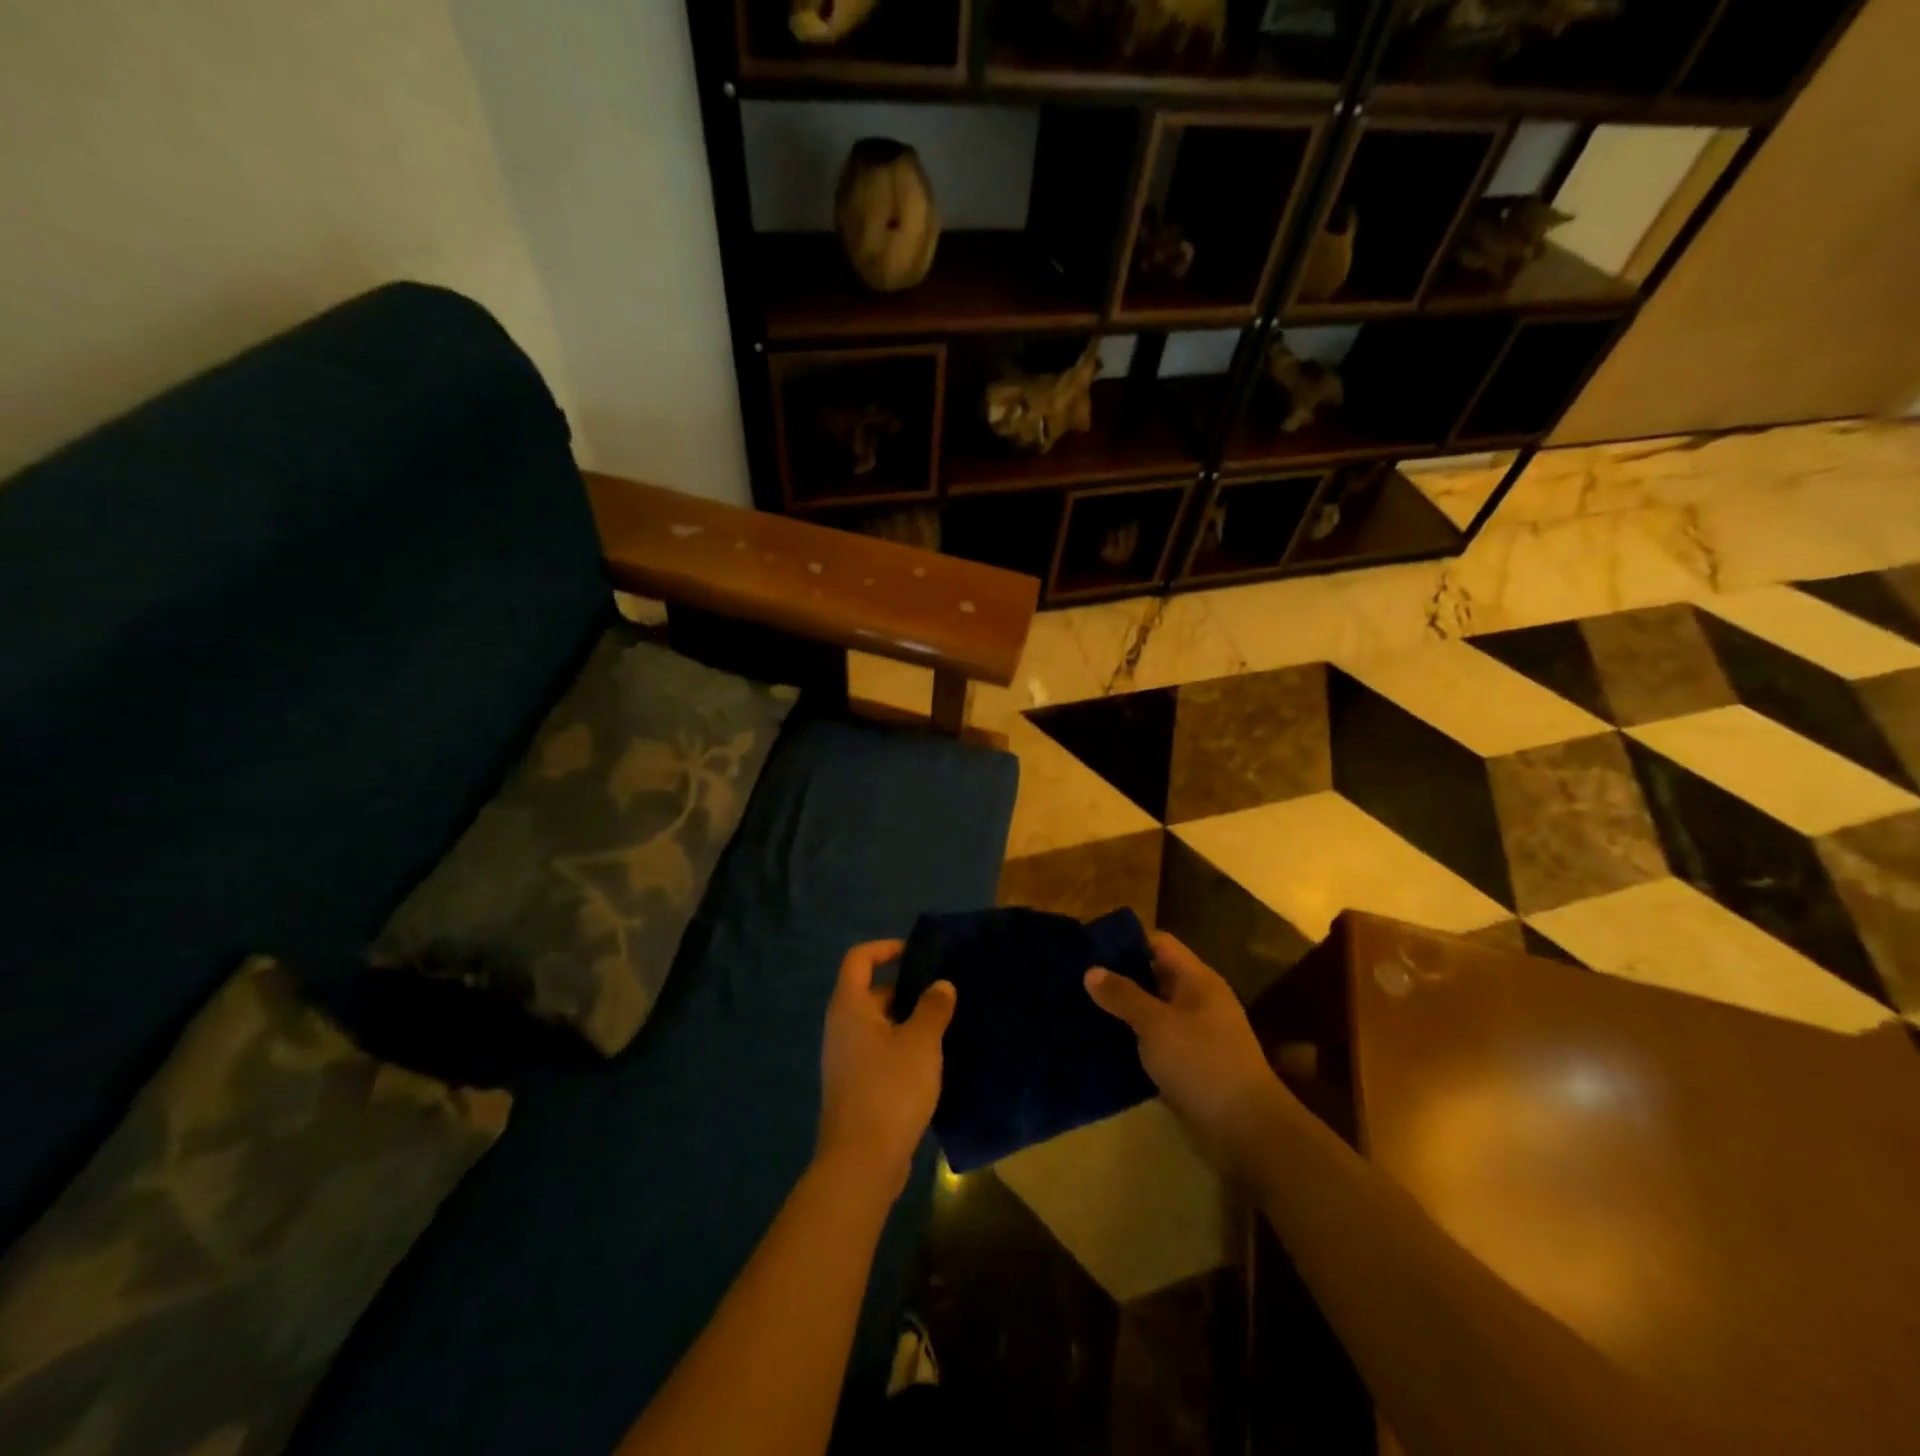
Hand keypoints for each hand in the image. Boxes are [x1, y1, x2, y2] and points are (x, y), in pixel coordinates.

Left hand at [815, 941, 955, 1203]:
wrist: (861, 1164)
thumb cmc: (890, 1090)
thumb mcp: (921, 1043)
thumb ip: (933, 1008)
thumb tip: (941, 985)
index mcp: (850, 1008)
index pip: (859, 959)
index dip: (886, 948)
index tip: (918, 954)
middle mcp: (842, 1028)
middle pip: (872, 992)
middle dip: (908, 990)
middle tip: (945, 994)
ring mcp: (847, 1059)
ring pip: (880, 1026)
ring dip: (910, 1022)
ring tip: (947, 1025)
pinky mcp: (857, 1086)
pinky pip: (881, 1052)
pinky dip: (904, 1049)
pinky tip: (933, 1062)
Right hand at [1085, 931, 1291, 1179]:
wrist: (1245, 1131)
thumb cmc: (1202, 1064)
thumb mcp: (1157, 1024)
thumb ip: (1123, 995)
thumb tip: (1091, 971)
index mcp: (1197, 980)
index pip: (1158, 944)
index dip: (1126, 941)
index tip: (1089, 948)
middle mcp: (1197, 1001)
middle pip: (1153, 976)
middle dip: (1118, 977)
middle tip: (1076, 980)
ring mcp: (1194, 1035)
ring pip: (1151, 1012)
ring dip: (1121, 1012)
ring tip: (1080, 1010)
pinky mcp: (1188, 1066)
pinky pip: (1153, 1043)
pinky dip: (1131, 1041)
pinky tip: (1100, 1045)